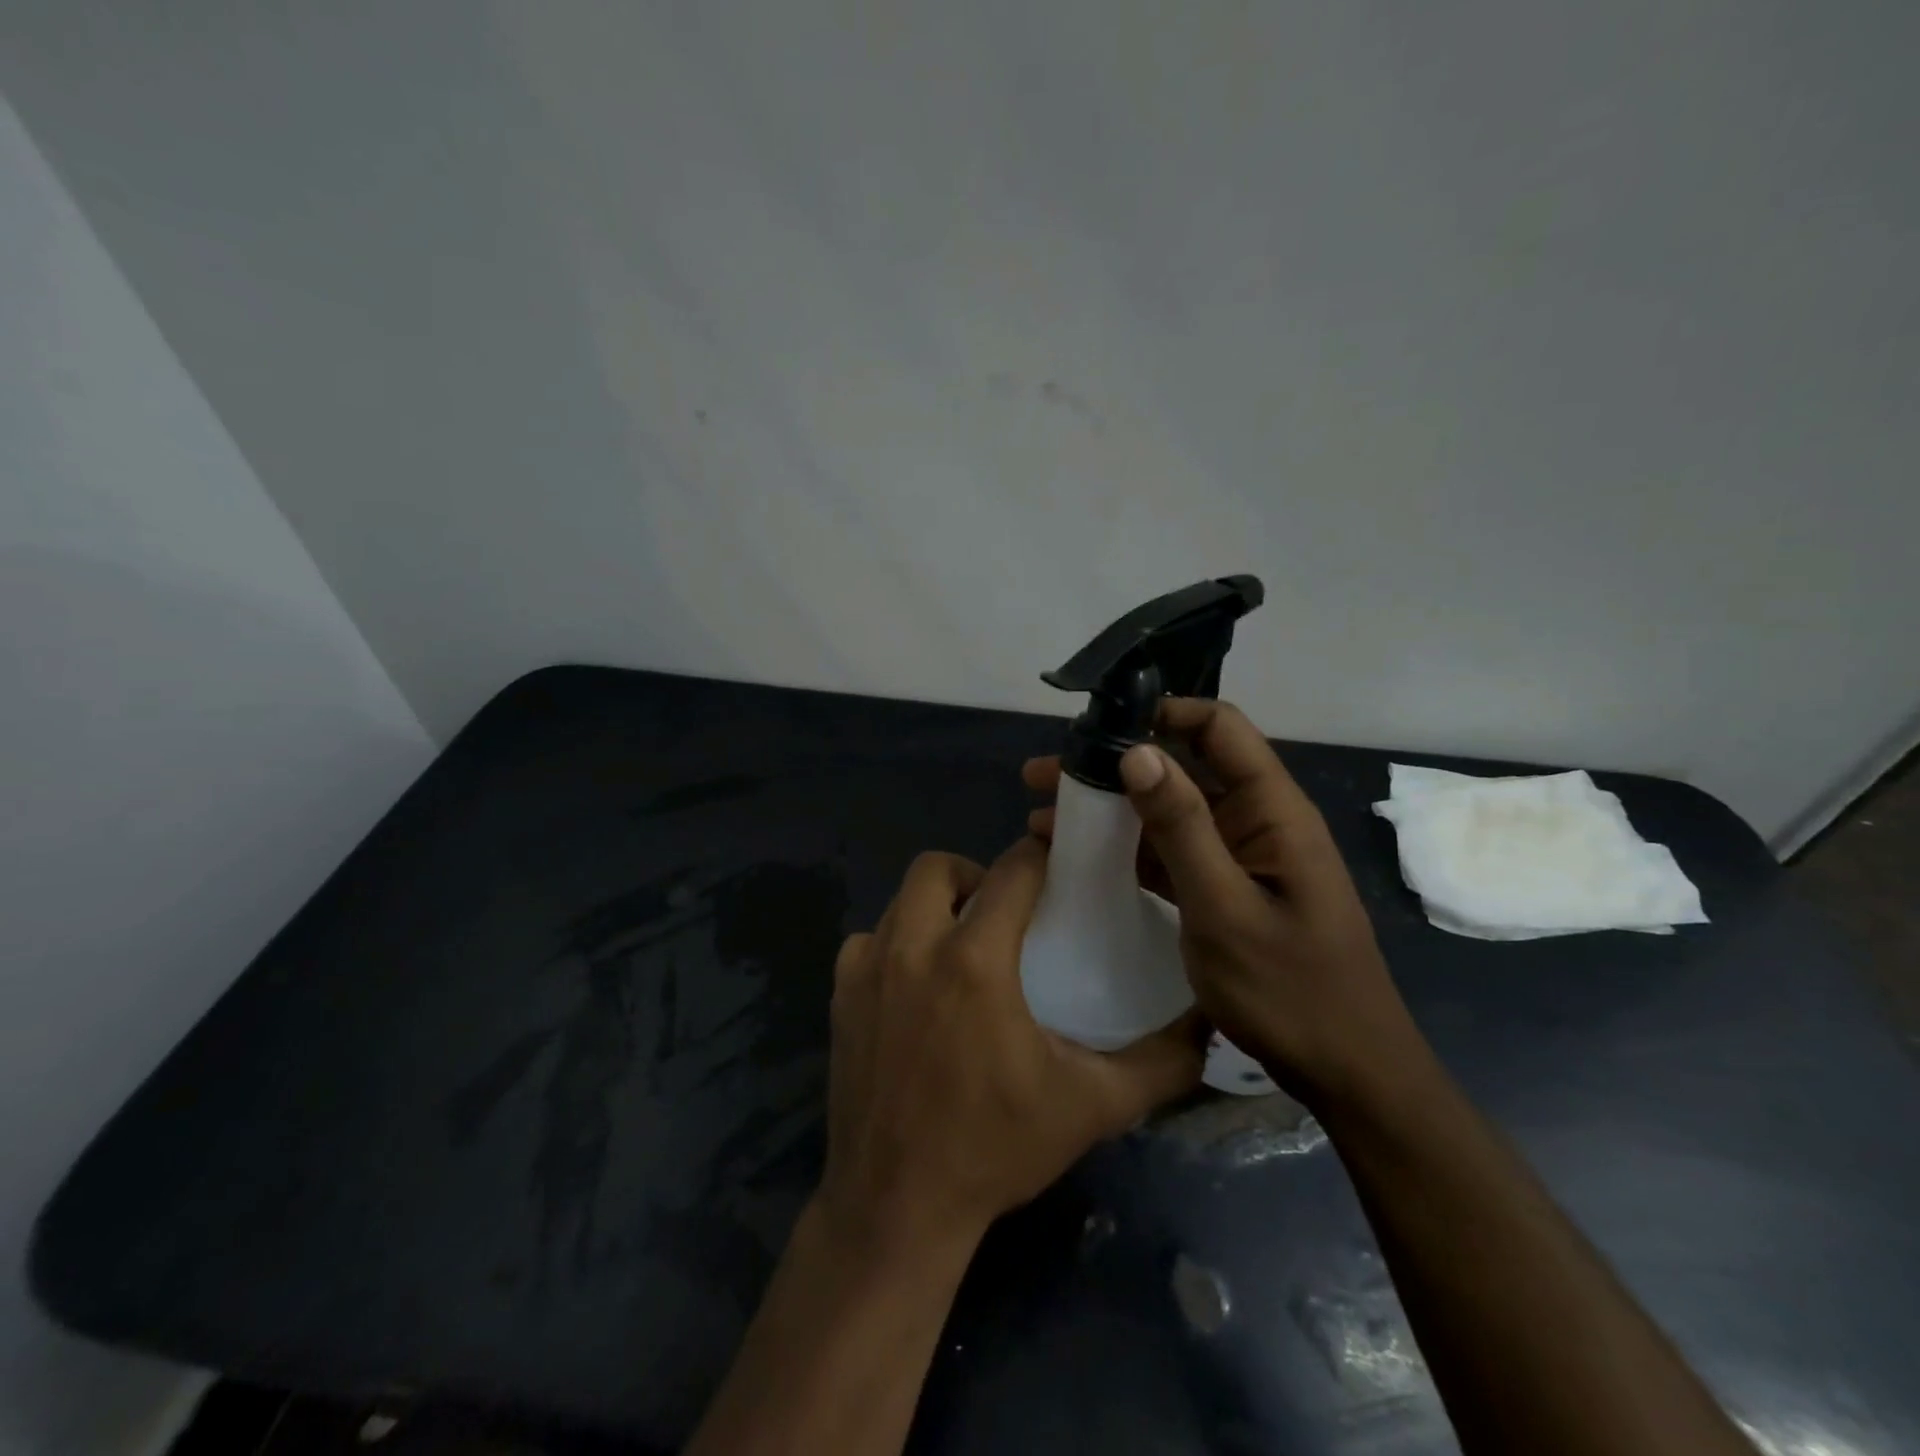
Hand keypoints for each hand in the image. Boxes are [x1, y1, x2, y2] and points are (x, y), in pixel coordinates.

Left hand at [819, 838, 1204, 1252]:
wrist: (896, 1207)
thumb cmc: (995, 1150)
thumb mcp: (1090, 1107)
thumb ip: (1158, 1064)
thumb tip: (1207, 1024)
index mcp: (974, 961)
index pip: (1011, 872)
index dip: (1038, 856)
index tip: (1056, 864)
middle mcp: (912, 947)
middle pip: (936, 866)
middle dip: (974, 874)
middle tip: (1002, 912)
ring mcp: (866, 969)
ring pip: (900, 900)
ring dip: (934, 908)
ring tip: (962, 947)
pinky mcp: (838, 995)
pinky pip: (868, 940)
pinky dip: (895, 944)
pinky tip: (917, 986)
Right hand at [1023, 700, 1418, 1108]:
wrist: (1343, 1071)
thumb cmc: (1290, 990)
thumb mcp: (1225, 908)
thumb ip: (1181, 828)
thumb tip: (1137, 752)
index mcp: (1272, 809)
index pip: (1219, 727)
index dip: (1162, 712)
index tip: (1097, 724)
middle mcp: (1254, 819)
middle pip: (1181, 766)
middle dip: (1114, 763)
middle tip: (1045, 773)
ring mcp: (1237, 855)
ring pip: (1167, 809)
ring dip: (1109, 806)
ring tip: (1041, 810)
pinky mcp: (1220, 887)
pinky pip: (1167, 850)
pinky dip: (1123, 846)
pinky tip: (1074, 854)